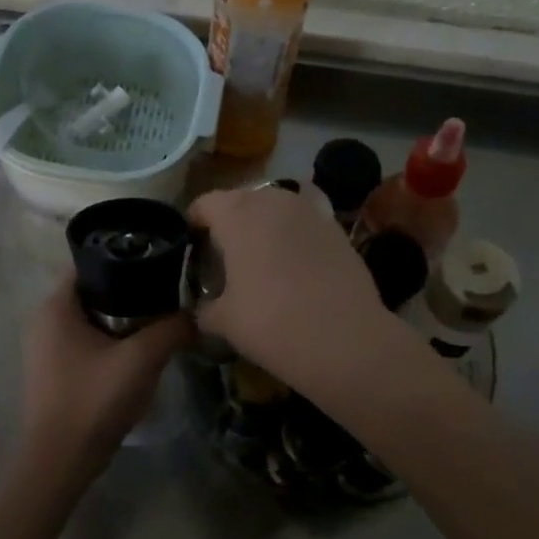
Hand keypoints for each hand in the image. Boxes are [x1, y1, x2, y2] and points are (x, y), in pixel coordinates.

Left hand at [20, 274, 191, 481]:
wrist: (61, 461)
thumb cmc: (95, 399)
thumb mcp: (143, 358)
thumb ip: (172, 328)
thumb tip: (197, 314)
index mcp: (55, 306)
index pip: (92, 263)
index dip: (126, 260)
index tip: (160, 266)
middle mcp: (44, 321)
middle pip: (94, 291)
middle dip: (130, 292)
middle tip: (167, 295)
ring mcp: (46, 349)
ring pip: (92, 320)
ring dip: (123, 320)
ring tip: (160, 322)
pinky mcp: (54, 372)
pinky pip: (86, 342)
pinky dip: (111, 341)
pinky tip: (139, 353)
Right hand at [187, 187, 397, 394]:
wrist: (346, 338)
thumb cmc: (272, 323)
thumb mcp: (225, 322)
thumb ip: (205, 308)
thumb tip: (203, 309)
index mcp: (236, 214)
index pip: (204, 204)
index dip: (193, 225)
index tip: (193, 249)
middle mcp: (272, 200)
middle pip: (240, 200)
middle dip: (230, 223)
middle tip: (225, 257)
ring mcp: (309, 210)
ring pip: (275, 208)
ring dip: (264, 226)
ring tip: (262, 260)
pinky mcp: (337, 228)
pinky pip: (304, 223)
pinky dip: (294, 237)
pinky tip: (296, 268)